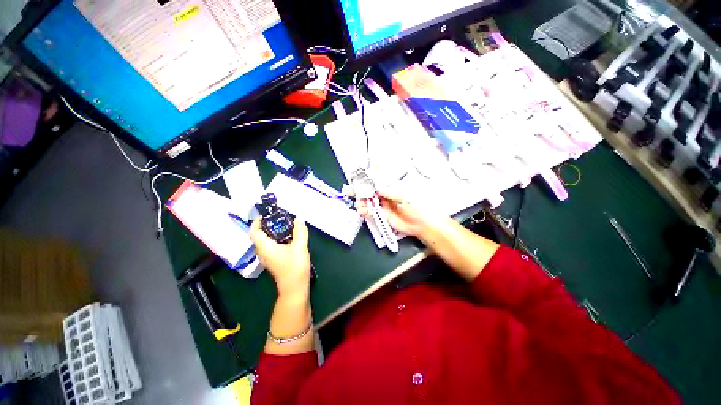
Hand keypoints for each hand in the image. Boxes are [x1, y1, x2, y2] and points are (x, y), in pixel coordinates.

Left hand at [250, 218, 310, 296]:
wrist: (295, 287)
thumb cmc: (295, 267)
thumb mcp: (299, 247)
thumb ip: (299, 231)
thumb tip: (298, 218)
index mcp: (265, 247)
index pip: (254, 231)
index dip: (258, 221)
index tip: (269, 214)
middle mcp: (262, 251)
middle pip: (260, 234)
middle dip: (269, 224)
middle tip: (281, 216)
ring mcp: (267, 256)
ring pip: (266, 240)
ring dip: (274, 231)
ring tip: (287, 224)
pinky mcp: (273, 259)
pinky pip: (271, 244)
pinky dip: (278, 237)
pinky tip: (289, 236)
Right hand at [345, 186, 434, 236]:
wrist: (420, 224)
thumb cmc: (415, 206)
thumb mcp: (402, 196)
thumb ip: (388, 192)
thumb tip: (376, 187)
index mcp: (391, 187)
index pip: (376, 180)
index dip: (366, 179)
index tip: (357, 178)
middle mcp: (385, 195)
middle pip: (369, 191)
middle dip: (359, 190)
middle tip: (349, 190)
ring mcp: (382, 205)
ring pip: (367, 201)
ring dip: (361, 202)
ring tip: (358, 203)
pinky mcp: (381, 215)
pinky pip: (370, 212)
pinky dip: (364, 211)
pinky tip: (362, 210)